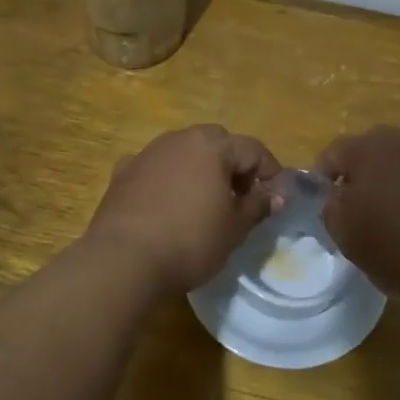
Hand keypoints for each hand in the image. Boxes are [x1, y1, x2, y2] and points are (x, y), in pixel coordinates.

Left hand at [86, 124, 282, 292]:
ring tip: (206, 202)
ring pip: (183, 151)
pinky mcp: (123, 173)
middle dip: (233, 164)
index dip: (270, 171)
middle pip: (216, 142)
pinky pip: (155, 168)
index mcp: (212, 146)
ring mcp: (147, 153)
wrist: (123, 260)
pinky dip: (168, 179)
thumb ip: (258, 206)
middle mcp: (179, 139)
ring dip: (200, 168)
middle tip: (241, 196)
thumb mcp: (234, 229)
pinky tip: (168, 204)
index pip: (252, 149)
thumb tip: (276, 195)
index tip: (276, 197)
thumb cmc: (190, 242)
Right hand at [317, 127, 399, 304]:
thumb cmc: (398, 246)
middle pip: (370, 154)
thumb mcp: (344, 232)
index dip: (322, 181)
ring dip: (391, 185)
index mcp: (369, 147)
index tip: (325, 210)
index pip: (332, 153)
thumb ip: (329, 205)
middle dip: (359, 179)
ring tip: (391, 220)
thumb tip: (334, 194)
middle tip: (356, 214)